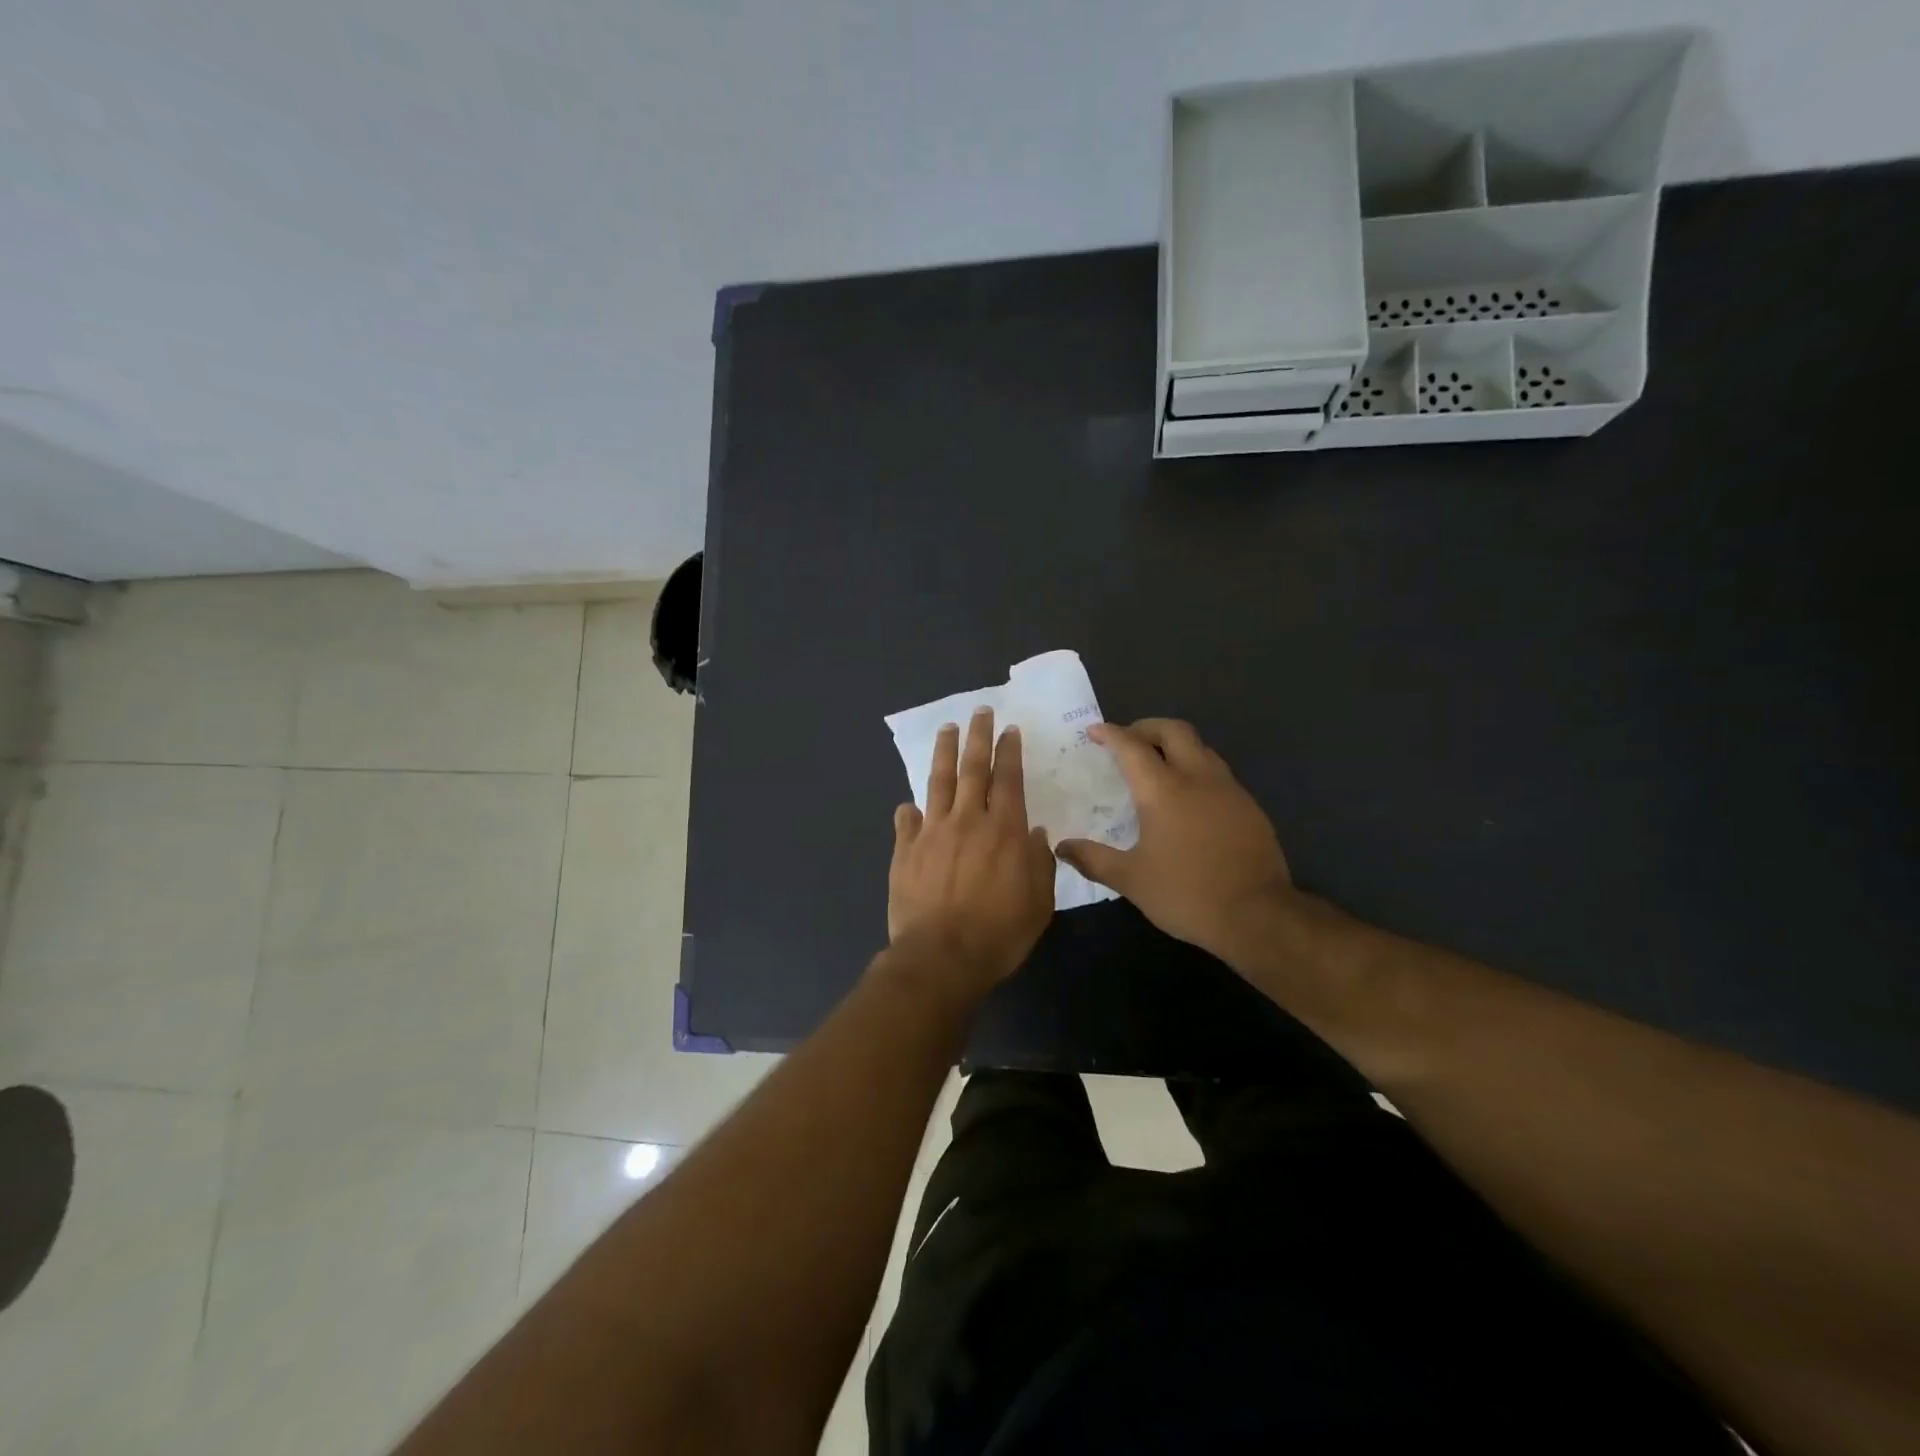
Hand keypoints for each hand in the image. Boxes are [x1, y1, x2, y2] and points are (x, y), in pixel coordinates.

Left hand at [887, 707, 1056, 991]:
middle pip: (972, 768)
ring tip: (946, 730)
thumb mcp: (1038, 903)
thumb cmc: (998, 933)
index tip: (1009, 729)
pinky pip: (906, 822)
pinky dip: (909, 811)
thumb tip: (1035, 833)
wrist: (941, 957)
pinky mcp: (905, 851)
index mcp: (1003, 830)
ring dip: (943, 753)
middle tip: (979, 711)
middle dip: (977, 737)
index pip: (1008, 779)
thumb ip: (1040, 864)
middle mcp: (967, 821)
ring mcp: (932, 833)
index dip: (1009, 751)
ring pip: (937, 782)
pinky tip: (909, 804)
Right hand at [1056, 719, 1290, 961]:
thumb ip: (1093, 859)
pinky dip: (1196, 768)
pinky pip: (1218, 772)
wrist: (1258, 915)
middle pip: (1173, 731)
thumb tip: (1061, 847)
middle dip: (1146, 727)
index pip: (1132, 747)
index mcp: (1163, 791)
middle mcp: (1197, 778)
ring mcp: (1228, 789)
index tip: (1095, 731)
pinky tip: (1190, 796)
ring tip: (1158, 764)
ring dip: (1175, 745)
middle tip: (1128, 740)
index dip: (1111, 734)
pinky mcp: (1249, 806)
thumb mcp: (1131, 880)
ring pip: (1200, 747)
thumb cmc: (1186, 894)